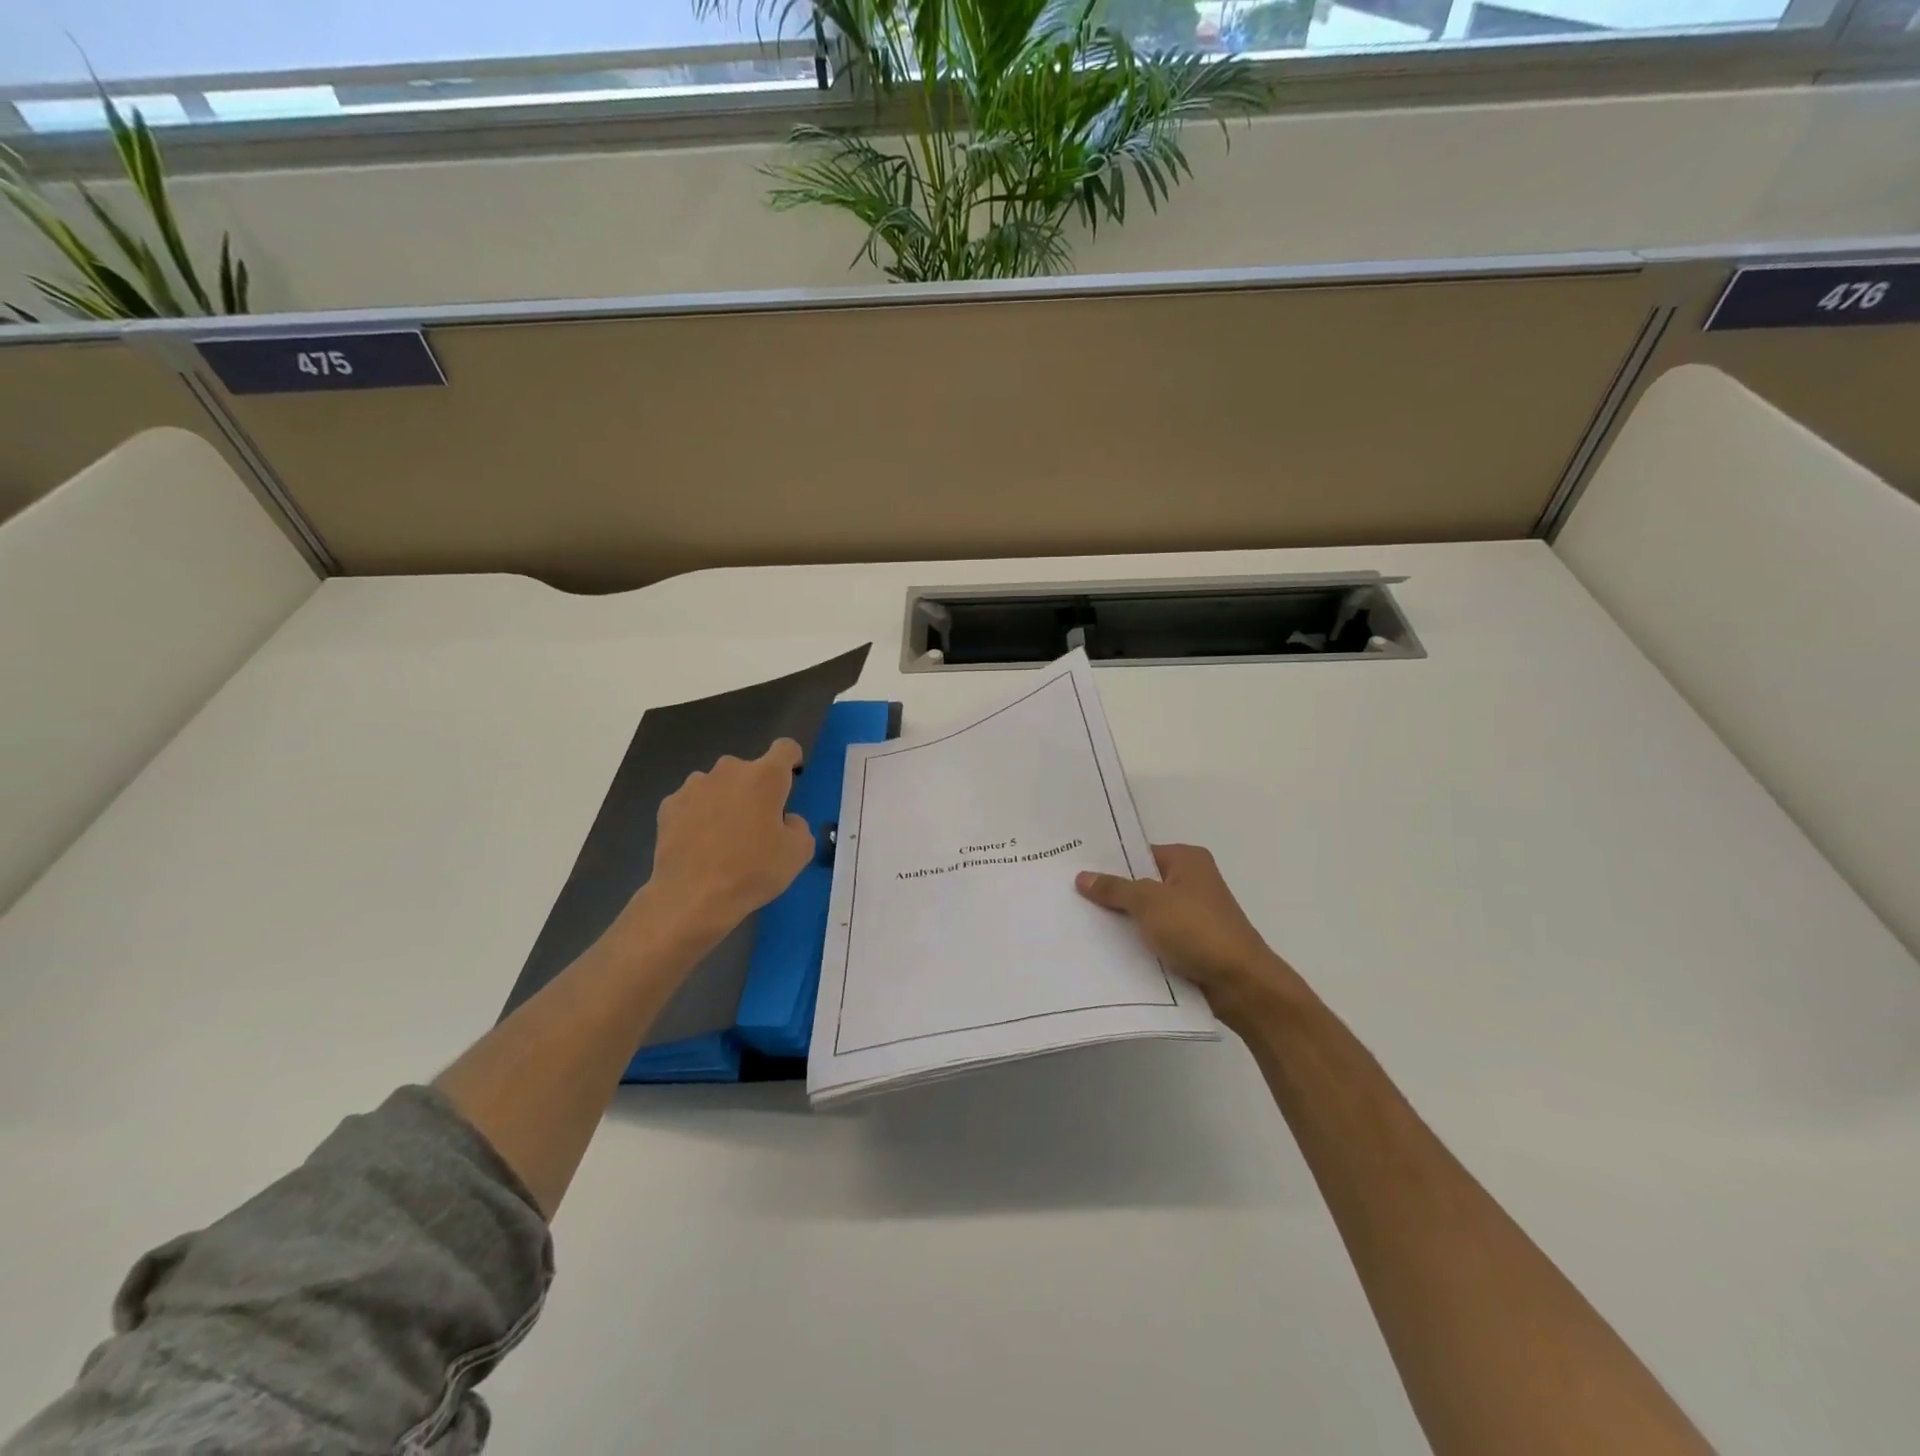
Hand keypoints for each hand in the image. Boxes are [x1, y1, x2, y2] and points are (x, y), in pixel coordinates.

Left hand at [634, 739, 815, 950]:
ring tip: (724, 838)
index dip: (792, 759)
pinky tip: (699, 845)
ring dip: (726, 801)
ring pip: (719, 785)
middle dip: (756, 789)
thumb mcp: (798, 853)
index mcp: (765, 776)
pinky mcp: (668, 805)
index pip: (786, 748)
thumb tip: (786, 819)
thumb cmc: (753, 871)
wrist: (692, 897)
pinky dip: (699, 816)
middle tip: (758, 824)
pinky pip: (693, 803)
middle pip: (749, 769)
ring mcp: (694, 786)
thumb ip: (799, 826)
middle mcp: (729, 770)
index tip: (793, 778)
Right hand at [1076, 844, 1308, 1026]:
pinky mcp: (1191, 945)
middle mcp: (1192, 882)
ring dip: (1123, 921)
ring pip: (1147, 913)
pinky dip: (1137, 943)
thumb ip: (1114, 888)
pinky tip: (1106, 949)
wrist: (1240, 984)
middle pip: (1142, 883)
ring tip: (1080, 923)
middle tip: (1070, 895)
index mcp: (1187, 860)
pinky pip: (1155, 938)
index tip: (1075, 869)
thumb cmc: (1197, 930)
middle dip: (1112, 892)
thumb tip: (1082, 877)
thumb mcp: (1149, 902)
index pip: (1140, 853)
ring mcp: (1193, 915)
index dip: (1109, 862)